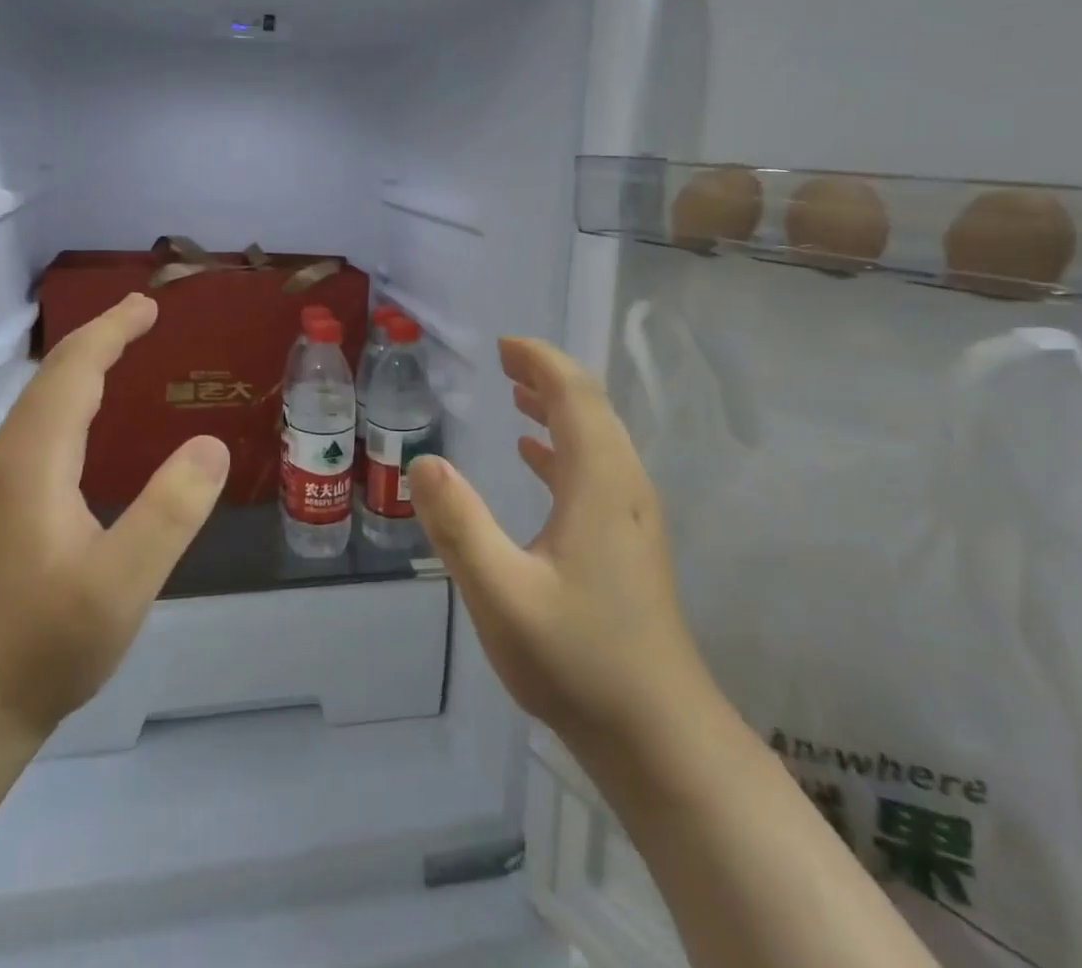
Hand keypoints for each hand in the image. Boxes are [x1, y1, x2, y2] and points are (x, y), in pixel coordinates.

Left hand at [0, 293, 228, 747]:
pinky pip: (37, 431)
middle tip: (143, 317)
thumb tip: (211, 444)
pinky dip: (70, 403)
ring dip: (81, 368)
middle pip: (51, 379)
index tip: (149, 305)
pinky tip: (89, 428)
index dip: (111, 331)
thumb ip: (170, 512)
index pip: (73, 372)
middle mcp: (7, 462)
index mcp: (34, 463)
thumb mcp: (120, 584)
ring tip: (121, 354)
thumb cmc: (40, 648)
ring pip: (39, 404)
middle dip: (98, 339)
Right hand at [408, 337, 705, 770]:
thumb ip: (459, 525)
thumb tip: (422, 460)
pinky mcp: (628, 541)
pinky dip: (563, 445)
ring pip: (596, 437)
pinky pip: (595, 468)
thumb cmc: (579, 660)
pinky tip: (535, 454)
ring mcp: (631, 515)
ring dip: (557, 406)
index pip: (575, 394)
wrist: (659, 737)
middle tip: (503, 361)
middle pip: (591, 407)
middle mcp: (623, 485)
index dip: (540, 361)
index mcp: (599, 482)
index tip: (503, 345)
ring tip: (516, 393)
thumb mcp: (502, 594)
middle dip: (547, 375)